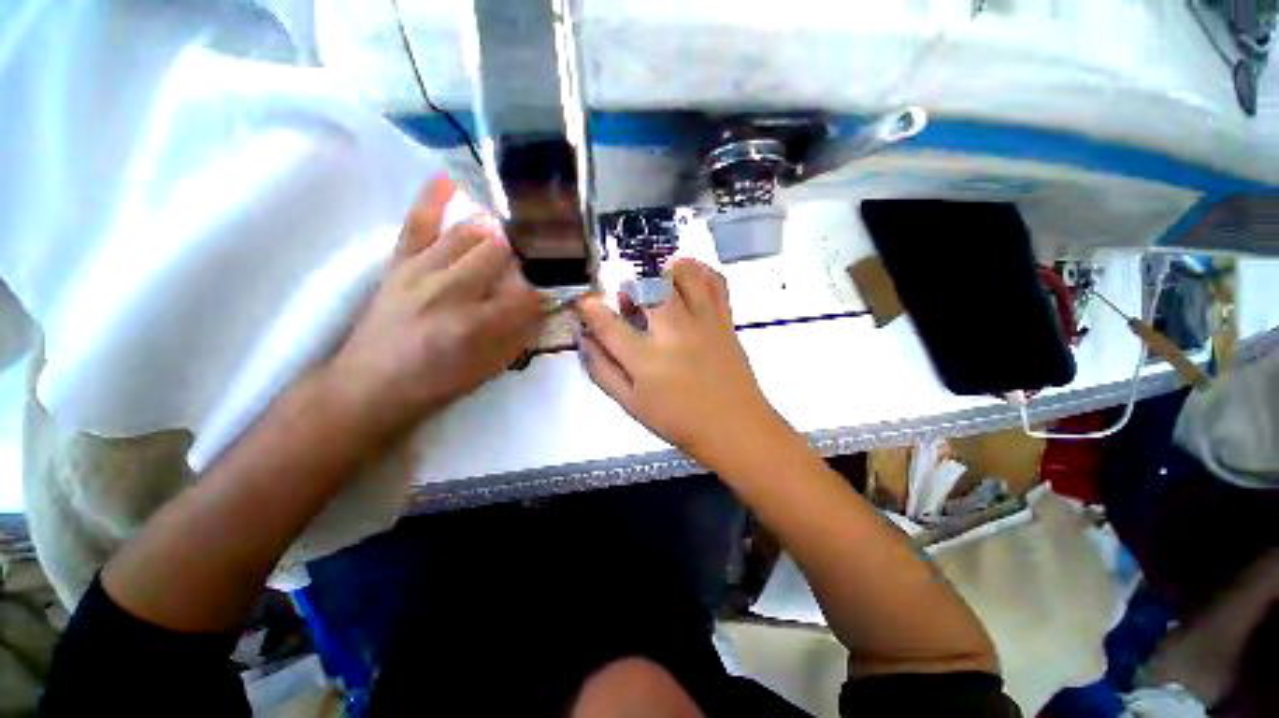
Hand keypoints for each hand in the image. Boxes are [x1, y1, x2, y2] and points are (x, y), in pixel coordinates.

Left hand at [323, 177, 542, 439]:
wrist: (372, 385)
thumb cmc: (439, 381)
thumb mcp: (491, 367)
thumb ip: (521, 334)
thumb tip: (542, 305)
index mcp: (475, 325)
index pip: (526, 295)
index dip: (546, 290)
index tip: (555, 288)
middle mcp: (450, 291)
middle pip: (500, 253)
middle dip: (525, 252)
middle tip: (540, 252)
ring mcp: (421, 271)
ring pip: (468, 233)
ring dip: (497, 229)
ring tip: (514, 227)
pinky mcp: (399, 263)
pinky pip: (417, 222)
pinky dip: (433, 198)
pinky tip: (450, 179)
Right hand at [574, 258, 789, 468]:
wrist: (734, 428)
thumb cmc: (679, 421)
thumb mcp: (631, 404)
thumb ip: (603, 371)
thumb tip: (586, 341)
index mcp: (646, 359)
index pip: (608, 324)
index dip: (589, 308)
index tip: (585, 303)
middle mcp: (674, 333)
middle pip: (647, 288)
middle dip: (631, 287)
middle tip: (630, 302)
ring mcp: (703, 322)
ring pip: (683, 275)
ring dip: (664, 272)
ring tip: (658, 285)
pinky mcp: (725, 320)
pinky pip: (715, 282)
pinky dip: (700, 270)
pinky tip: (689, 276)